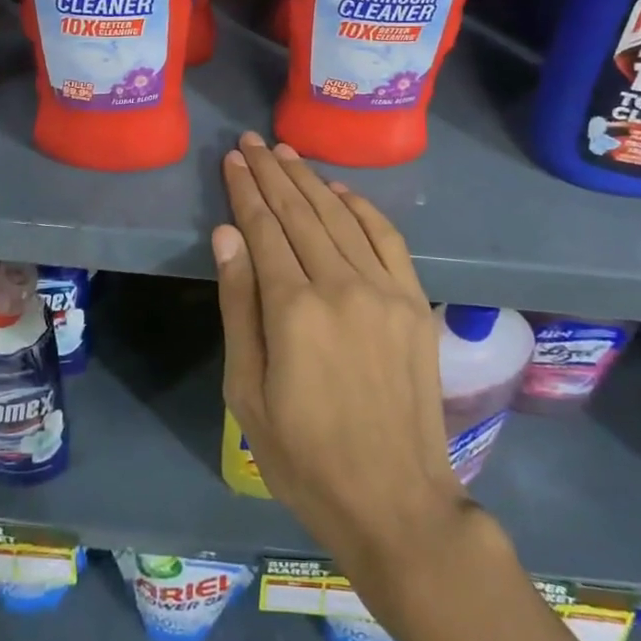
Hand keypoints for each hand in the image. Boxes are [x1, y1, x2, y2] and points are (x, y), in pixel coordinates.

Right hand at [213, 133, 468, 575]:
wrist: (395, 499)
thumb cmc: (304, 456)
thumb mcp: (248, 392)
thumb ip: (239, 305)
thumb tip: (228, 235)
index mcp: (294, 310)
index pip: (264, 229)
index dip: (246, 191)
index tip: (232, 160)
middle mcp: (341, 285)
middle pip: (300, 212)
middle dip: (272, 173)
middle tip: (252, 141)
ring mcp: (384, 289)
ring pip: (340, 216)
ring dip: (310, 180)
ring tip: (285, 154)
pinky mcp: (413, 300)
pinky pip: (386, 237)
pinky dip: (360, 207)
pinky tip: (339, 190)